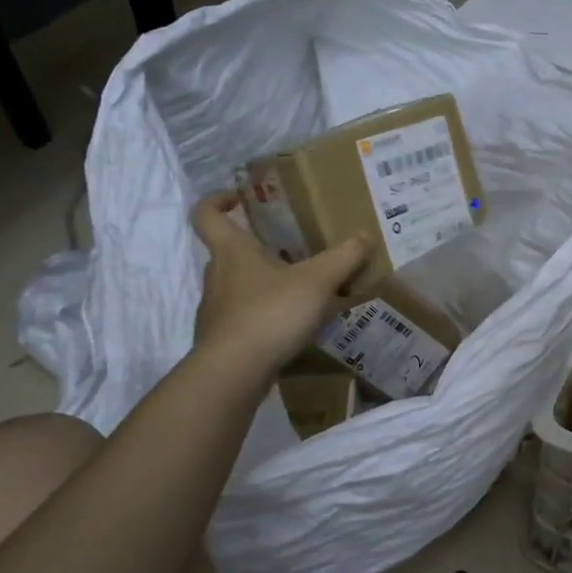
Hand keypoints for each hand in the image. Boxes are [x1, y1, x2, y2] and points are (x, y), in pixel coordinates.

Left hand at [191, 198, 368, 370]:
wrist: (233, 373)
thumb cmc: (270, 313)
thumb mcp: (318, 281)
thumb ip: (344, 258)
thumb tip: (365, 236)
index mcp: (232, 251)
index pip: (207, 214)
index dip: (217, 200)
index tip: (239, 198)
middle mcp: (218, 276)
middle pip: (229, 251)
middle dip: (258, 247)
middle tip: (292, 248)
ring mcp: (216, 310)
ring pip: (238, 285)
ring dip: (265, 283)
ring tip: (301, 290)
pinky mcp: (223, 339)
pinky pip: (244, 317)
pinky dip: (265, 315)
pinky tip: (292, 326)